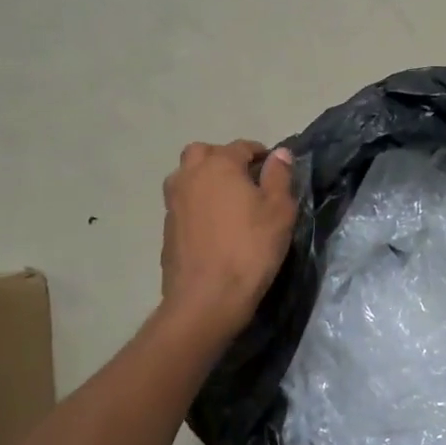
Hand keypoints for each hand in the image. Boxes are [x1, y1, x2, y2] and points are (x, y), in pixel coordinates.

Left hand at [161, 140, 298, 336]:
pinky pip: (183, 203)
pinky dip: (197, 204)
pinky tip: (214, 226)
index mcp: (219, 165)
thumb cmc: (251, 249)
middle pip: (203, 153)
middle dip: (224, 158)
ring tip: (228, 201)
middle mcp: (190, 176)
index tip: (275, 170)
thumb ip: (279, 176)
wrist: (207, 298)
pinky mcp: (166, 228)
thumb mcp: (279, 210)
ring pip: (186, 176)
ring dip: (205, 179)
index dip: (261, 154)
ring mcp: (173, 203)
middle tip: (245, 179)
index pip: (241, 146)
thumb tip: (279, 153)